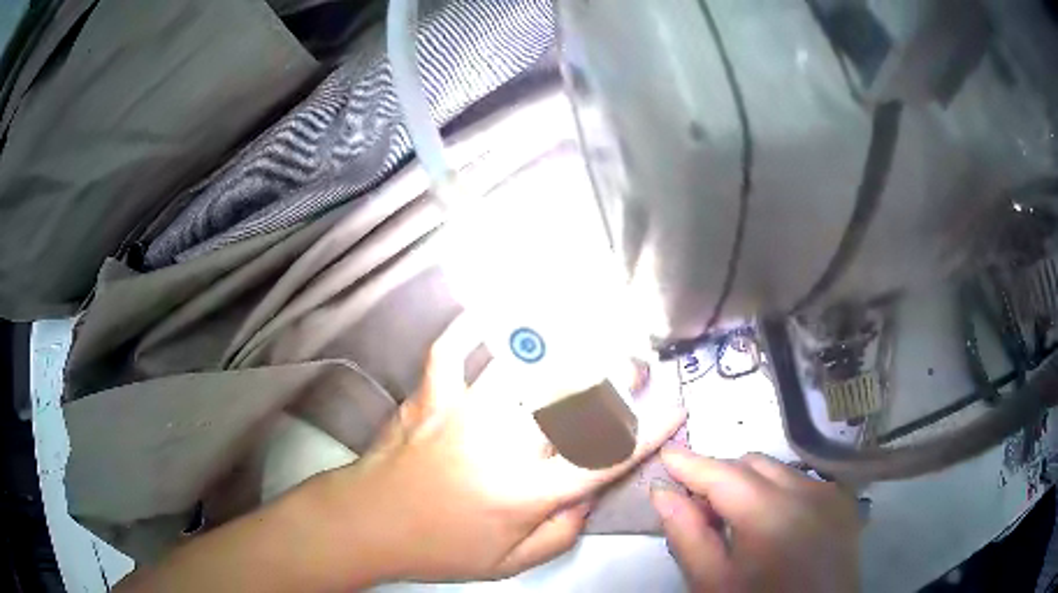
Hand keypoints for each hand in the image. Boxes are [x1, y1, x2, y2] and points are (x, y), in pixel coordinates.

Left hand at [321, 316, 686, 584]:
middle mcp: (499, 447)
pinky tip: (490, 315)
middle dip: (612, 372)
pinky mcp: (429, 398)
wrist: (367, 524)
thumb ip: (562, 530)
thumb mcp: (510, 561)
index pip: (602, 461)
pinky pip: (450, 350)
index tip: (676, 407)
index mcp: (524, 493)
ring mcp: (461, 415)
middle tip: (635, 356)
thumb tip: (591, 490)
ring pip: (519, 365)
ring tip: (582, 318)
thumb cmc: (440, 547)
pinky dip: (470, 327)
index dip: (647, 433)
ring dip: (557, 341)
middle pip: (569, 398)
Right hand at [651, 449, 859, 591]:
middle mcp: (808, 491)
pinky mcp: (843, 503)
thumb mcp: (713, 583)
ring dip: (750, 484)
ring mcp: (830, 494)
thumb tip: (663, 492)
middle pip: (752, 464)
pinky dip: (778, 492)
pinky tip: (772, 525)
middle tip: (697, 508)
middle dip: (720, 476)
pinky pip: (802, 482)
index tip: (665, 454)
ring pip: (779, 470)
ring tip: (735, 522)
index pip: (723, 474)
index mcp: (773, 514)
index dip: (691, 463)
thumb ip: (687, 535)